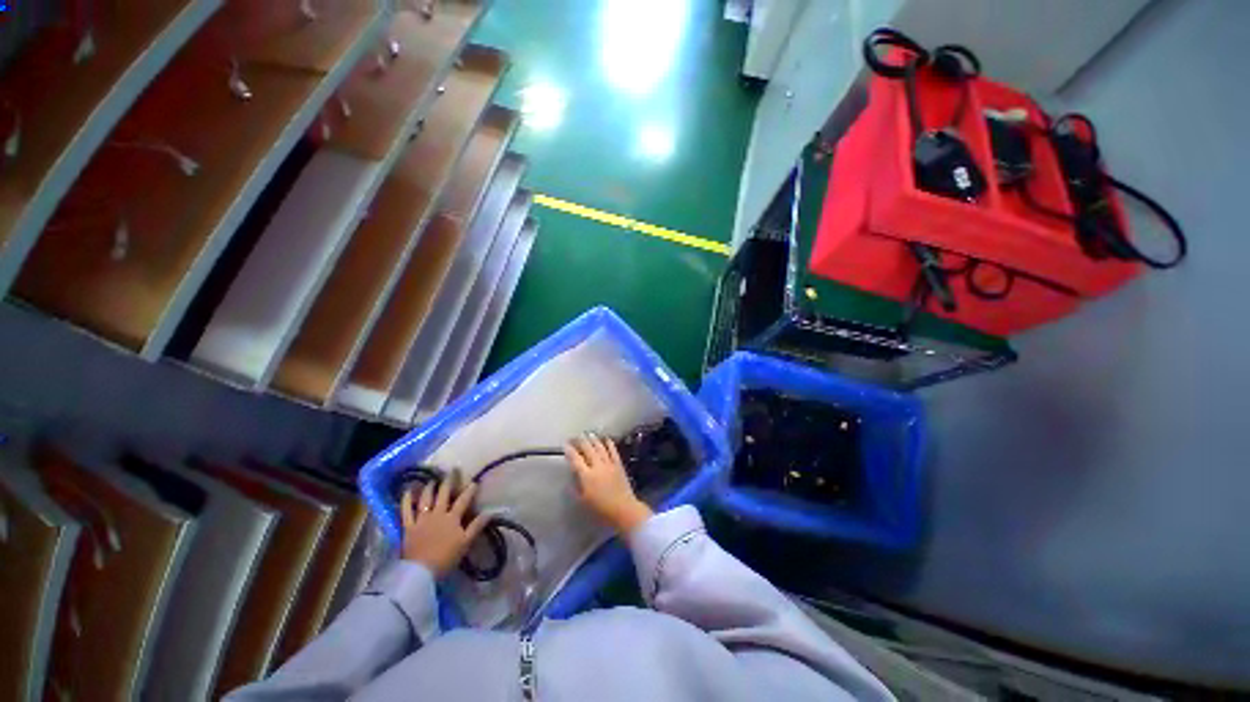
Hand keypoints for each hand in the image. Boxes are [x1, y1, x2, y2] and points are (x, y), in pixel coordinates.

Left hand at [400, 474, 489, 577]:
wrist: (421, 571)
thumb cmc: (446, 558)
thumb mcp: (465, 543)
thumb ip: (476, 526)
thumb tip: (490, 512)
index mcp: (452, 518)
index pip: (463, 500)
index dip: (469, 490)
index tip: (474, 481)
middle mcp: (437, 514)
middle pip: (444, 494)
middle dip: (449, 481)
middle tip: (452, 470)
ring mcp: (422, 519)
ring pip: (426, 499)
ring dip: (429, 488)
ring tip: (432, 480)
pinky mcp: (408, 526)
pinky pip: (406, 511)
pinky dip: (406, 500)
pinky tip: (407, 491)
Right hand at [566, 435, 652, 534]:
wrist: (623, 509)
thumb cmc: (601, 509)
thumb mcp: (583, 501)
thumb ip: (576, 486)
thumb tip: (573, 475)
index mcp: (587, 476)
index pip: (576, 459)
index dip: (570, 451)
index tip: (565, 445)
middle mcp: (597, 466)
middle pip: (587, 449)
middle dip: (580, 441)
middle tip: (575, 437)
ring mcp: (609, 464)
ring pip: (600, 447)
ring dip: (593, 439)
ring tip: (588, 434)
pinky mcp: (618, 464)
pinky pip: (613, 451)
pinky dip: (609, 443)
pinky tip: (606, 438)